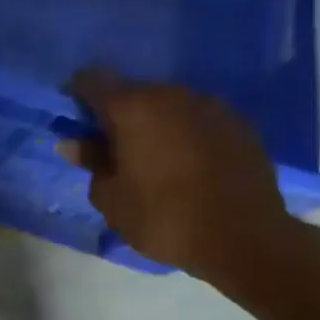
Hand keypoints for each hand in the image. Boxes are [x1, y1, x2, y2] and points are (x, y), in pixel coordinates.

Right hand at [64, 70, 295, 285]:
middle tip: (112, 149)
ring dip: (154, 124)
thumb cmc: (163, 219)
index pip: (92, 80)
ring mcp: (211, 106)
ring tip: (152, 159)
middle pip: (133, 91)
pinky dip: (185, 134)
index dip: (78, 96)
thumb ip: (91, 162)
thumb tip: (74, 143)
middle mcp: (172, 95)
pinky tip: (187, 165)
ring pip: (168, 105)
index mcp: (133, 108)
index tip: (75, 122)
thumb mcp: (111, 198)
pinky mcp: (240, 124)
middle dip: (118, 114)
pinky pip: (198, 120)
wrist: (245, 239)